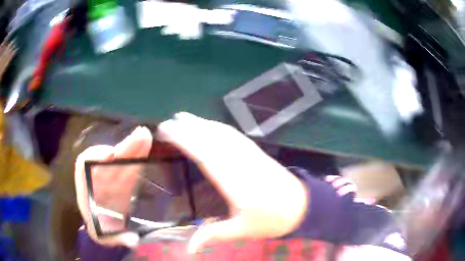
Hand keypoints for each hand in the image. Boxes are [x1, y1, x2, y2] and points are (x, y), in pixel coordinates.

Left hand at [75, 126, 152, 246]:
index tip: (111, 155)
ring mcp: (112, 179)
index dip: (95, 156)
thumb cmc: (101, 230)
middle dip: (124, 148)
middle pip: (109, 159)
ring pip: (122, 160)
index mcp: (87, 190)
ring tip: (146, 137)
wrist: (106, 227)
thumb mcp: (104, 237)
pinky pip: (131, 167)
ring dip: (135, 148)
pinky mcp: (124, 181)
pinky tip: (147, 148)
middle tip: (141, 136)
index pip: (84, 165)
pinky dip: (139, 158)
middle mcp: (98, 180)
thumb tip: (133, 240)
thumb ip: (116, 238)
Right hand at [157, 112, 307, 252]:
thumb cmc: (271, 220)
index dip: (185, 140)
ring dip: (203, 124)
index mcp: (235, 182)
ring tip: (184, 118)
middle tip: (168, 122)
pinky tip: (210, 125)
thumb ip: (213, 235)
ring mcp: (250, 154)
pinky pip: (235, 135)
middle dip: (188, 128)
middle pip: (212, 140)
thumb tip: (189, 250)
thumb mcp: (242, 230)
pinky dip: (219, 127)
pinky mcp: (257, 152)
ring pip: (223, 134)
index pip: (205, 155)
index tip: (169, 131)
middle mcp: (241, 163)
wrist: (301, 206)